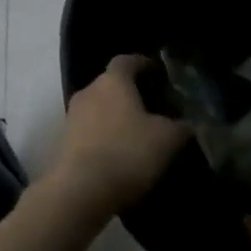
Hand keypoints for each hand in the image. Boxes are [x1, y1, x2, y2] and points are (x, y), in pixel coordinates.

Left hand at [46, 55, 190, 215]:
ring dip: (116, 117)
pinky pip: (89, 130)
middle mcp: (88, 91)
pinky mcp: (63, 142)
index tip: (159, 73)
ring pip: (98, 108)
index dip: (144, 64)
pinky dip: (104, 136)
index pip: (127, 60)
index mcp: (112, 81)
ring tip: (138, 133)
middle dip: (131, 93)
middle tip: (154, 107)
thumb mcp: (167, 140)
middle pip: (111, 84)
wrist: (80, 190)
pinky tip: (119, 153)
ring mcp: (71, 116)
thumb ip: (180, 126)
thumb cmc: (127, 153)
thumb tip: (187, 123)